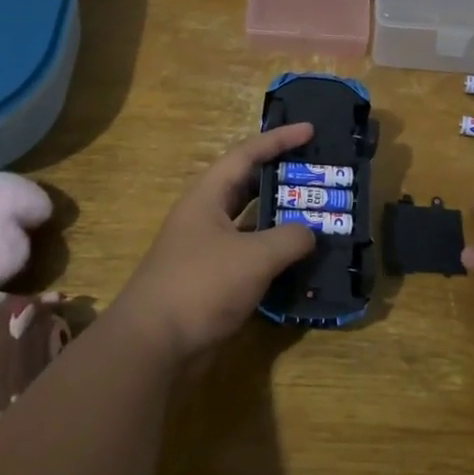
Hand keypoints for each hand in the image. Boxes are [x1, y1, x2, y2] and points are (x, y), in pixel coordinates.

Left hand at [115, 123, 318, 362]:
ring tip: (318, 215)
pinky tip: (301, 262)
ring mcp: (207, 249)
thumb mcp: (254, 256)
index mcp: (208, 196)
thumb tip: (310, 233)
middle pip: (248, 186)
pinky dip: (275, 255)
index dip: (279, 139)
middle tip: (318, 174)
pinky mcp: (212, 280)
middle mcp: (206, 216)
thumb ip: (290, 238)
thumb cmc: (201, 285)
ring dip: (282, 220)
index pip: (247, 154)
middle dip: (282, 178)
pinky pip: (250, 256)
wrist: (154, 345)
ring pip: (251, 224)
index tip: (310, 129)